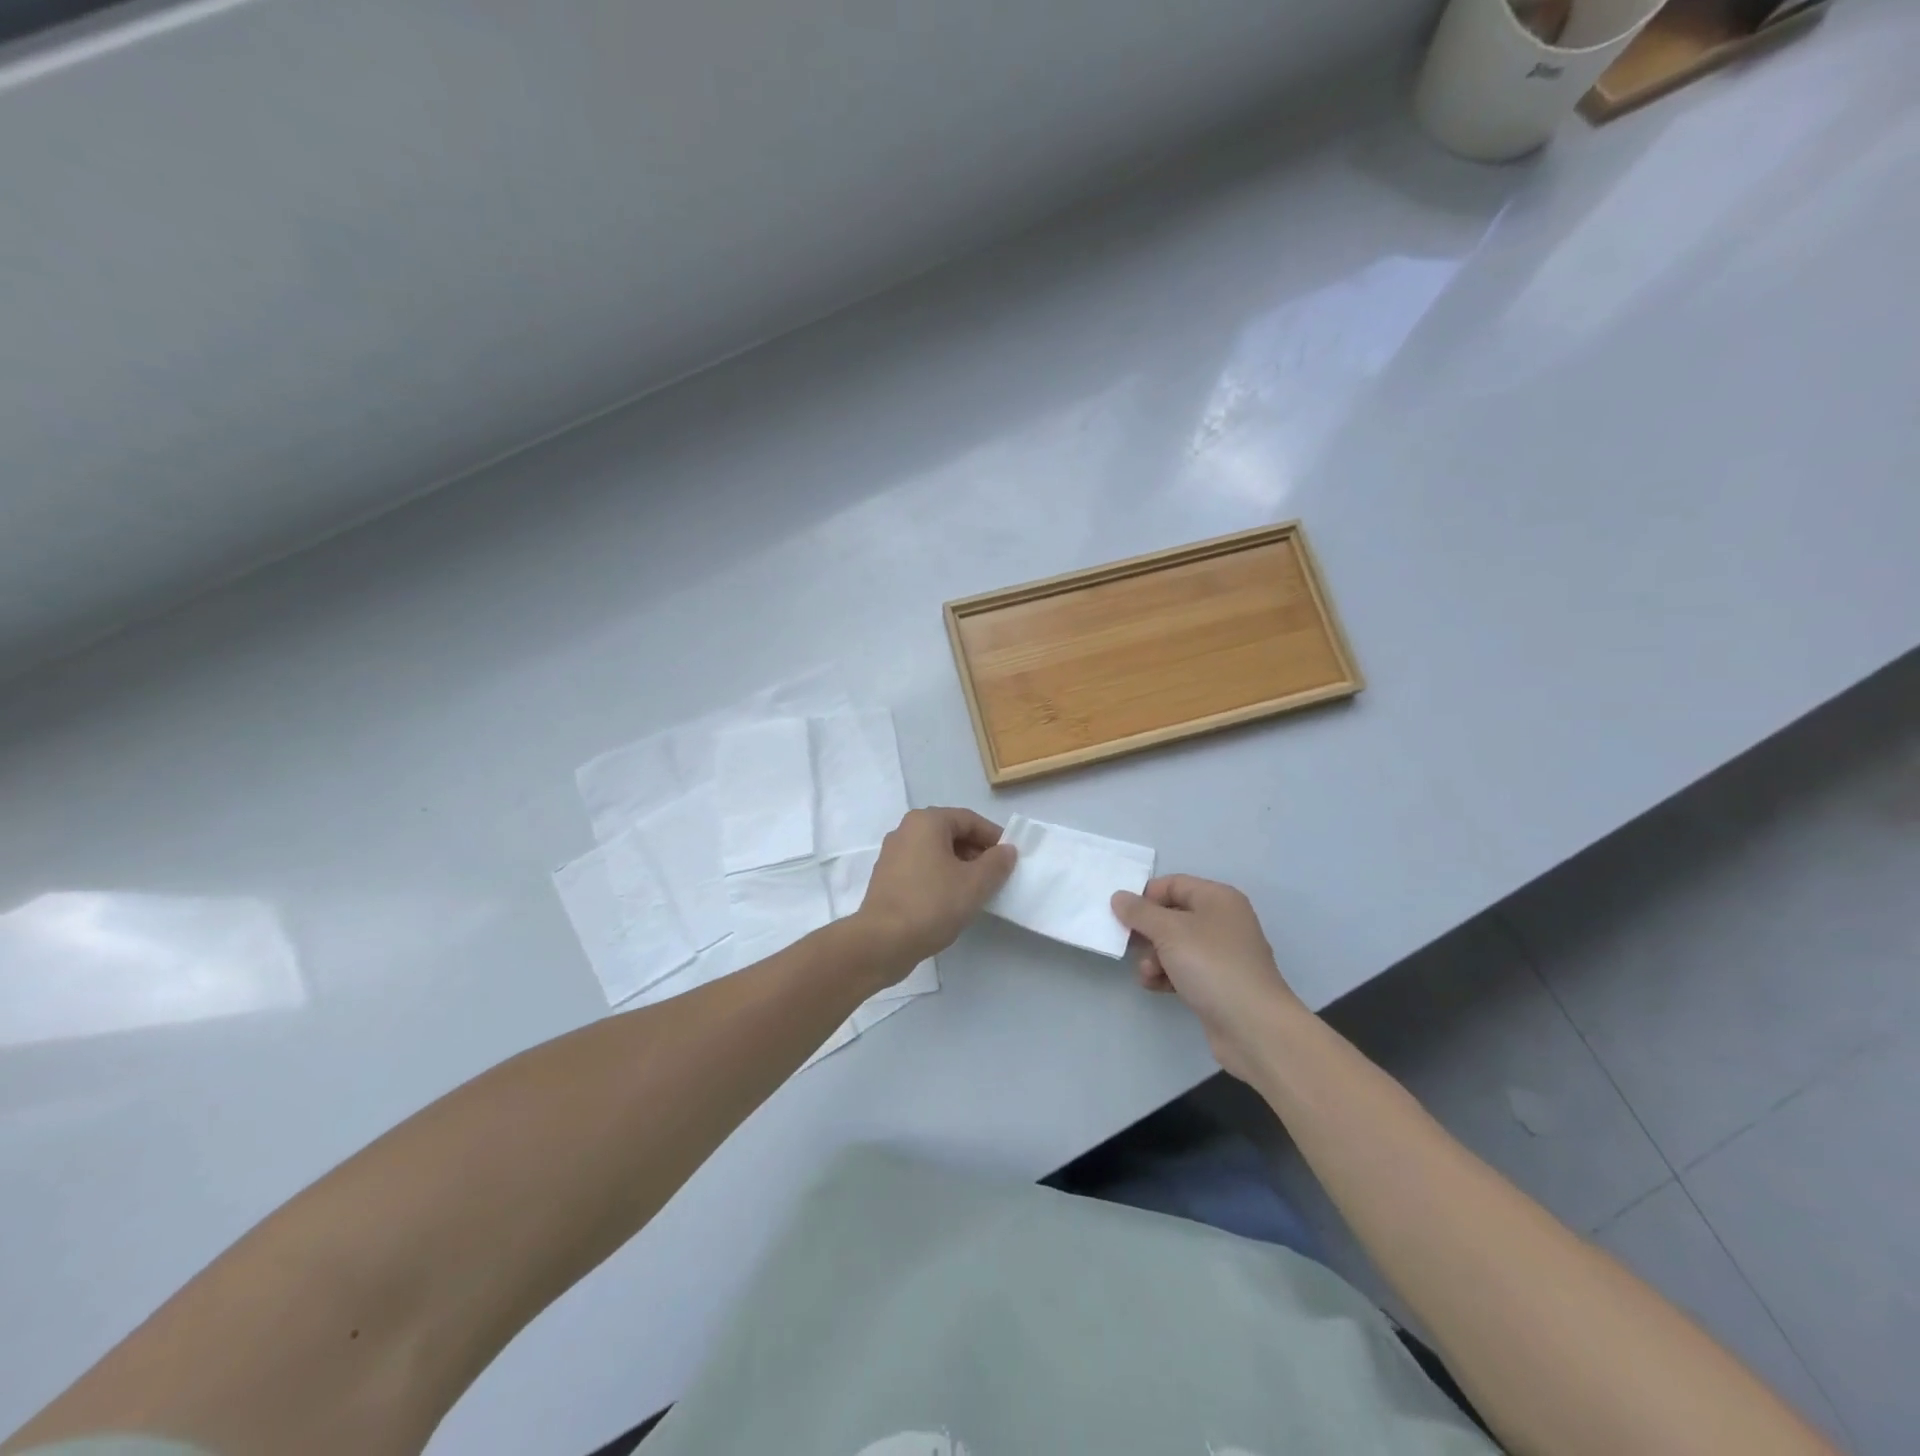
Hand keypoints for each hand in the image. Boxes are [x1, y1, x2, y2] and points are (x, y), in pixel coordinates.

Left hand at [854, 807, 1016, 973]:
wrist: (882, 941)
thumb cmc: (932, 904)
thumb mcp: (975, 883)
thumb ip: (996, 863)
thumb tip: (1007, 850)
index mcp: (926, 822)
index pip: (969, 820)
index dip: (993, 837)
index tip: (1010, 858)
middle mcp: (905, 830)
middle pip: (950, 833)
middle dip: (976, 852)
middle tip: (995, 875)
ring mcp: (892, 854)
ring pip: (935, 852)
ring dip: (959, 866)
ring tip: (976, 890)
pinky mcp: (886, 878)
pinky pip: (921, 868)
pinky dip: (940, 877)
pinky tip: (951, 900)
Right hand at [1111, 875, 1307, 1080]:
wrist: (1254, 1027)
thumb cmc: (1212, 966)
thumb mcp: (1169, 931)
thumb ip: (1140, 912)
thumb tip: (1119, 897)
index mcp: (1217, 898)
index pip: (1173, 884)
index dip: (1146, 896)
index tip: (1122, 915)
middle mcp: (1222, 921)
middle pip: (1172, 915)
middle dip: (1148, 932)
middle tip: (1130, 945)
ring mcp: (1222, 954)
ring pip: (1175, 945)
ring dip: (1154, 957)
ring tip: (1148, 973)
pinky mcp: (1218, 983)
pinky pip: (1184, 969)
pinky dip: (1167, 975)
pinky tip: (1157, 986)